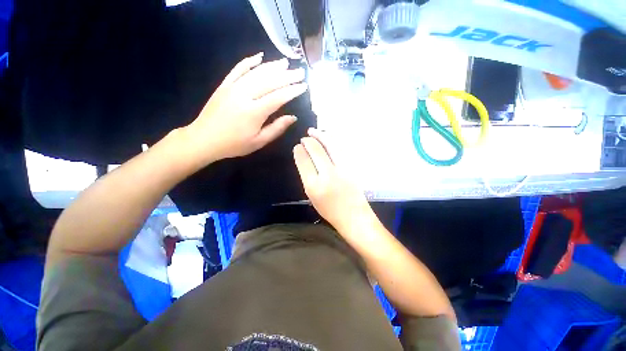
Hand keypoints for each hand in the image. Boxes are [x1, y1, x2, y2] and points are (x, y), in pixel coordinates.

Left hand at [184, 53, 307, 164]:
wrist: (204, 139)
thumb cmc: (234, 144)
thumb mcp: (259, 142)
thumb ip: (277, 128)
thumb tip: (293, 117)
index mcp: (254, 112)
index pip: (278, 97)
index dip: (292, 91)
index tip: (304, 86)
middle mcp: (244, 95)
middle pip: (269, 81)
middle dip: (287, 76)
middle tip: (300, 72)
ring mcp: (233, 87)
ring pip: (256, 72)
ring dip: (272, 66)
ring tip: (286, 63)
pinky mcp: (224, 85)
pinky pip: (238, 69)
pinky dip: (249, 61)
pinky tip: (259, 56)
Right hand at [293, 128, 372, 230]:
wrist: (354, 216)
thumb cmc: (330, 210)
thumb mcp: (312, 197)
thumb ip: (307, 177)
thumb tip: (304, 158)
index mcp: (314, 186)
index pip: (304, 161)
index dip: (299, 151)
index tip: (298, 146)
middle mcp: (328, 175)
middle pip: (316, 150)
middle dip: (308, 141)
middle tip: (305, 138)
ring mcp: (342, 169)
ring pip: (330, 146)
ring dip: (321, 136)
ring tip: (313, 131)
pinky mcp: (353, 167)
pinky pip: (341, 149)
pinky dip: (332, 141)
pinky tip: (328, 138)